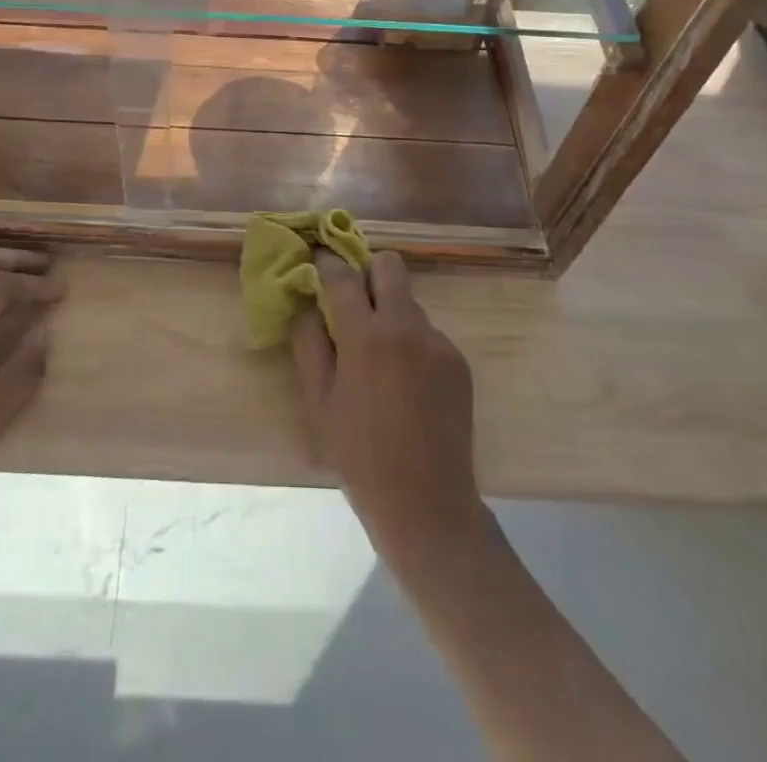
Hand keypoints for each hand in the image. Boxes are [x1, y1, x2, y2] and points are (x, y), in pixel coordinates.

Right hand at [291, 250, 484, 567]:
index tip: (318, 262)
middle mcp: (406, 328)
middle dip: (367, 272)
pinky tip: (405, 383)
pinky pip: (427, 333)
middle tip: (353, 302)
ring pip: (409, 301)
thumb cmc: (359, 457)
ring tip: (379, 358)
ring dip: (389, 311)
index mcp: (366, 338)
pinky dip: (411, 342)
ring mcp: (438, 343)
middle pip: (389, 265)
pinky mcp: (458, 361)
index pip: (343, 275)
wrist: (427, 504)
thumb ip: (310, 343)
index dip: (326, 263)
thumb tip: (308, 304)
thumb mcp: (319, 402)